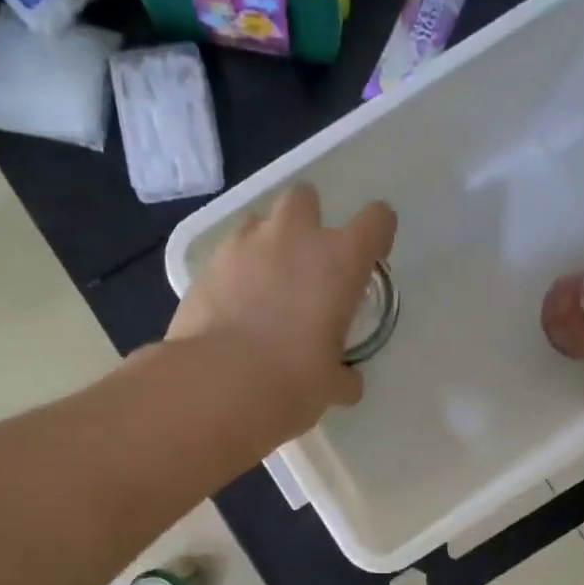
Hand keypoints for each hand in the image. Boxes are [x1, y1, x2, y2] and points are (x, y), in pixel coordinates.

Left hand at [167, 184, 395, 437]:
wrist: (216, 385)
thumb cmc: (291, 382)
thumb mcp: (330, 386)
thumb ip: (344, 377)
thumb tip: (348, 383)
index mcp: (338, 262)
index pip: (375, 220)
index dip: (376, 234)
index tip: (370, 258)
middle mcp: (293, 238)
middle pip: (305, 198)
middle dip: (308, 220)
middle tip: (306, 263)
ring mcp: (243, 245)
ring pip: (259, 221)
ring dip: (266, 243)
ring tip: (264, 284)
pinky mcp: (206, 266)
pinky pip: (227, 255)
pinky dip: (234, 273)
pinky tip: (232, 307)